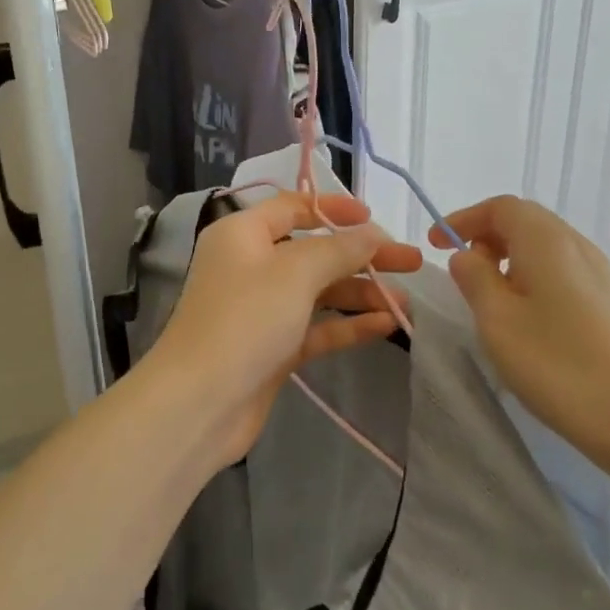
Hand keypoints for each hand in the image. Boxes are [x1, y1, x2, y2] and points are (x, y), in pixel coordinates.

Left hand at [150, 191, 422, 468]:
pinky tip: (386, 325)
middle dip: (361, 256)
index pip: (292, 206)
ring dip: (360, 293)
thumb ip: (339, 249)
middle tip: (410, 261)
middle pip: (314, 251)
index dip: (333, 208)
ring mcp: (262, 309)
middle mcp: (251, 265)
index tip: (373, 218)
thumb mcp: (295, 272)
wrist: (199, 403)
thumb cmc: (245, 319)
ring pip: (319, 291)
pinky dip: (348, 325)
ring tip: (407, 302)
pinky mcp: (272, 347)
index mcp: (243, 234)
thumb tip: (372, 233)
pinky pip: (316, 326)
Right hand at [434, 196, 609, 483]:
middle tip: (461, 270)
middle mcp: (575, 246)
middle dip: (486, 237)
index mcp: (545, 239)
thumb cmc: (561, 365)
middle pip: (525, 222)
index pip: (500, 207)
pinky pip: (560, 274)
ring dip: (509, 261)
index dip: (464, 219)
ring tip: (487, 299)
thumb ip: (474, 279)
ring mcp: (599, 276)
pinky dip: (531, 281)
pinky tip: (525, 321)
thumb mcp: (498, 321)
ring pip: (543, 249)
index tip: (436, 245)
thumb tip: (468, 256)